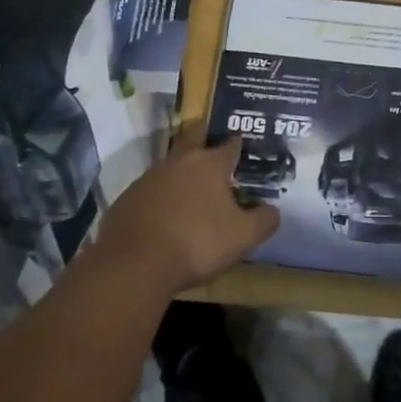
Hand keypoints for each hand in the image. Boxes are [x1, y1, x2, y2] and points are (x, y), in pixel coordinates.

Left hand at [91, 126, 279, 294]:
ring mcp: (149, 178)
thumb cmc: (196, 243)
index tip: (243, 145)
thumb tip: (273, 210)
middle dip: (203, 136)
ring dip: (181, 169)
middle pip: (194, 138)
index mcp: (210, 164)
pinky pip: (150, 189)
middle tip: (212, 142)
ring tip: (190, 183)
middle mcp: (180, 162)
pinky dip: (160, 194)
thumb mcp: (243, 237)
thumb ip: (264, 220)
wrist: (133, 264)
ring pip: (170, 164)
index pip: (230, 145)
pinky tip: (164, 212)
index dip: (238, 144)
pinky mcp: (127, 198)